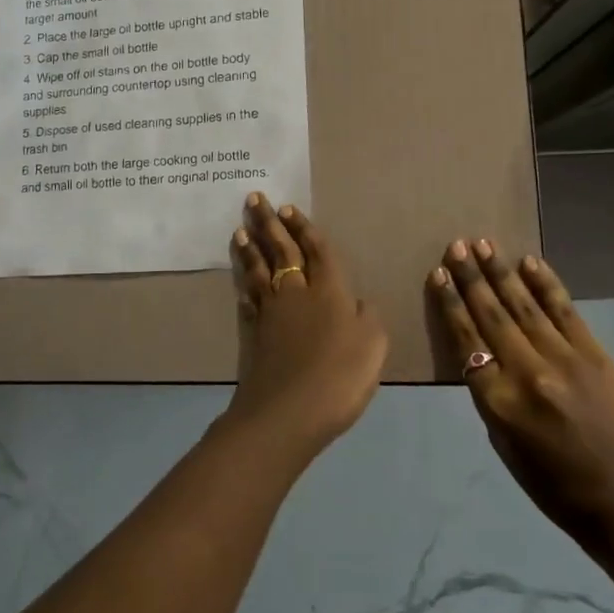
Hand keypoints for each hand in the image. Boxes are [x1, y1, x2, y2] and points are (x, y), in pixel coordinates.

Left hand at [224, 194, 387, 462]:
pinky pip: (247, 297)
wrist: (287, 412)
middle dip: (268, 224)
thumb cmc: (339, 376)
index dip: (303, 228)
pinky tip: (240, 275)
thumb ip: (366, 316)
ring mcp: (271, 312)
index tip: (286, 208)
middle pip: (281, 250)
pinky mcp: (253, 332)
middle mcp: (296, 292)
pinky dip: (243, 281)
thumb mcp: (373, 344)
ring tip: (241, 229)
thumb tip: (356, 300)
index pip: (315, 250)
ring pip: (258, 269)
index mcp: (329, 290)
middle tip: (254, 200)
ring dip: (250, 247)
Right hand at [429, 239, 613, 541]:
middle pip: (492, 315)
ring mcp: (565, 359)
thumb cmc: (552, 483)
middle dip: (471, 277)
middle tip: (456, 246)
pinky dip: (545, 284)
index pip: (467, 340)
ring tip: (484, 244)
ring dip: (501, 272)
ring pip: (524, 306)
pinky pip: (564, 310)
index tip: (439, 274)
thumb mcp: (503, 443)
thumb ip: (490, 393)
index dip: (451, 304)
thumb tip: (482, 351)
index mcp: (499, 402)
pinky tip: (529, 263)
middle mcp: (528, 373)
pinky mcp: (595, 354)